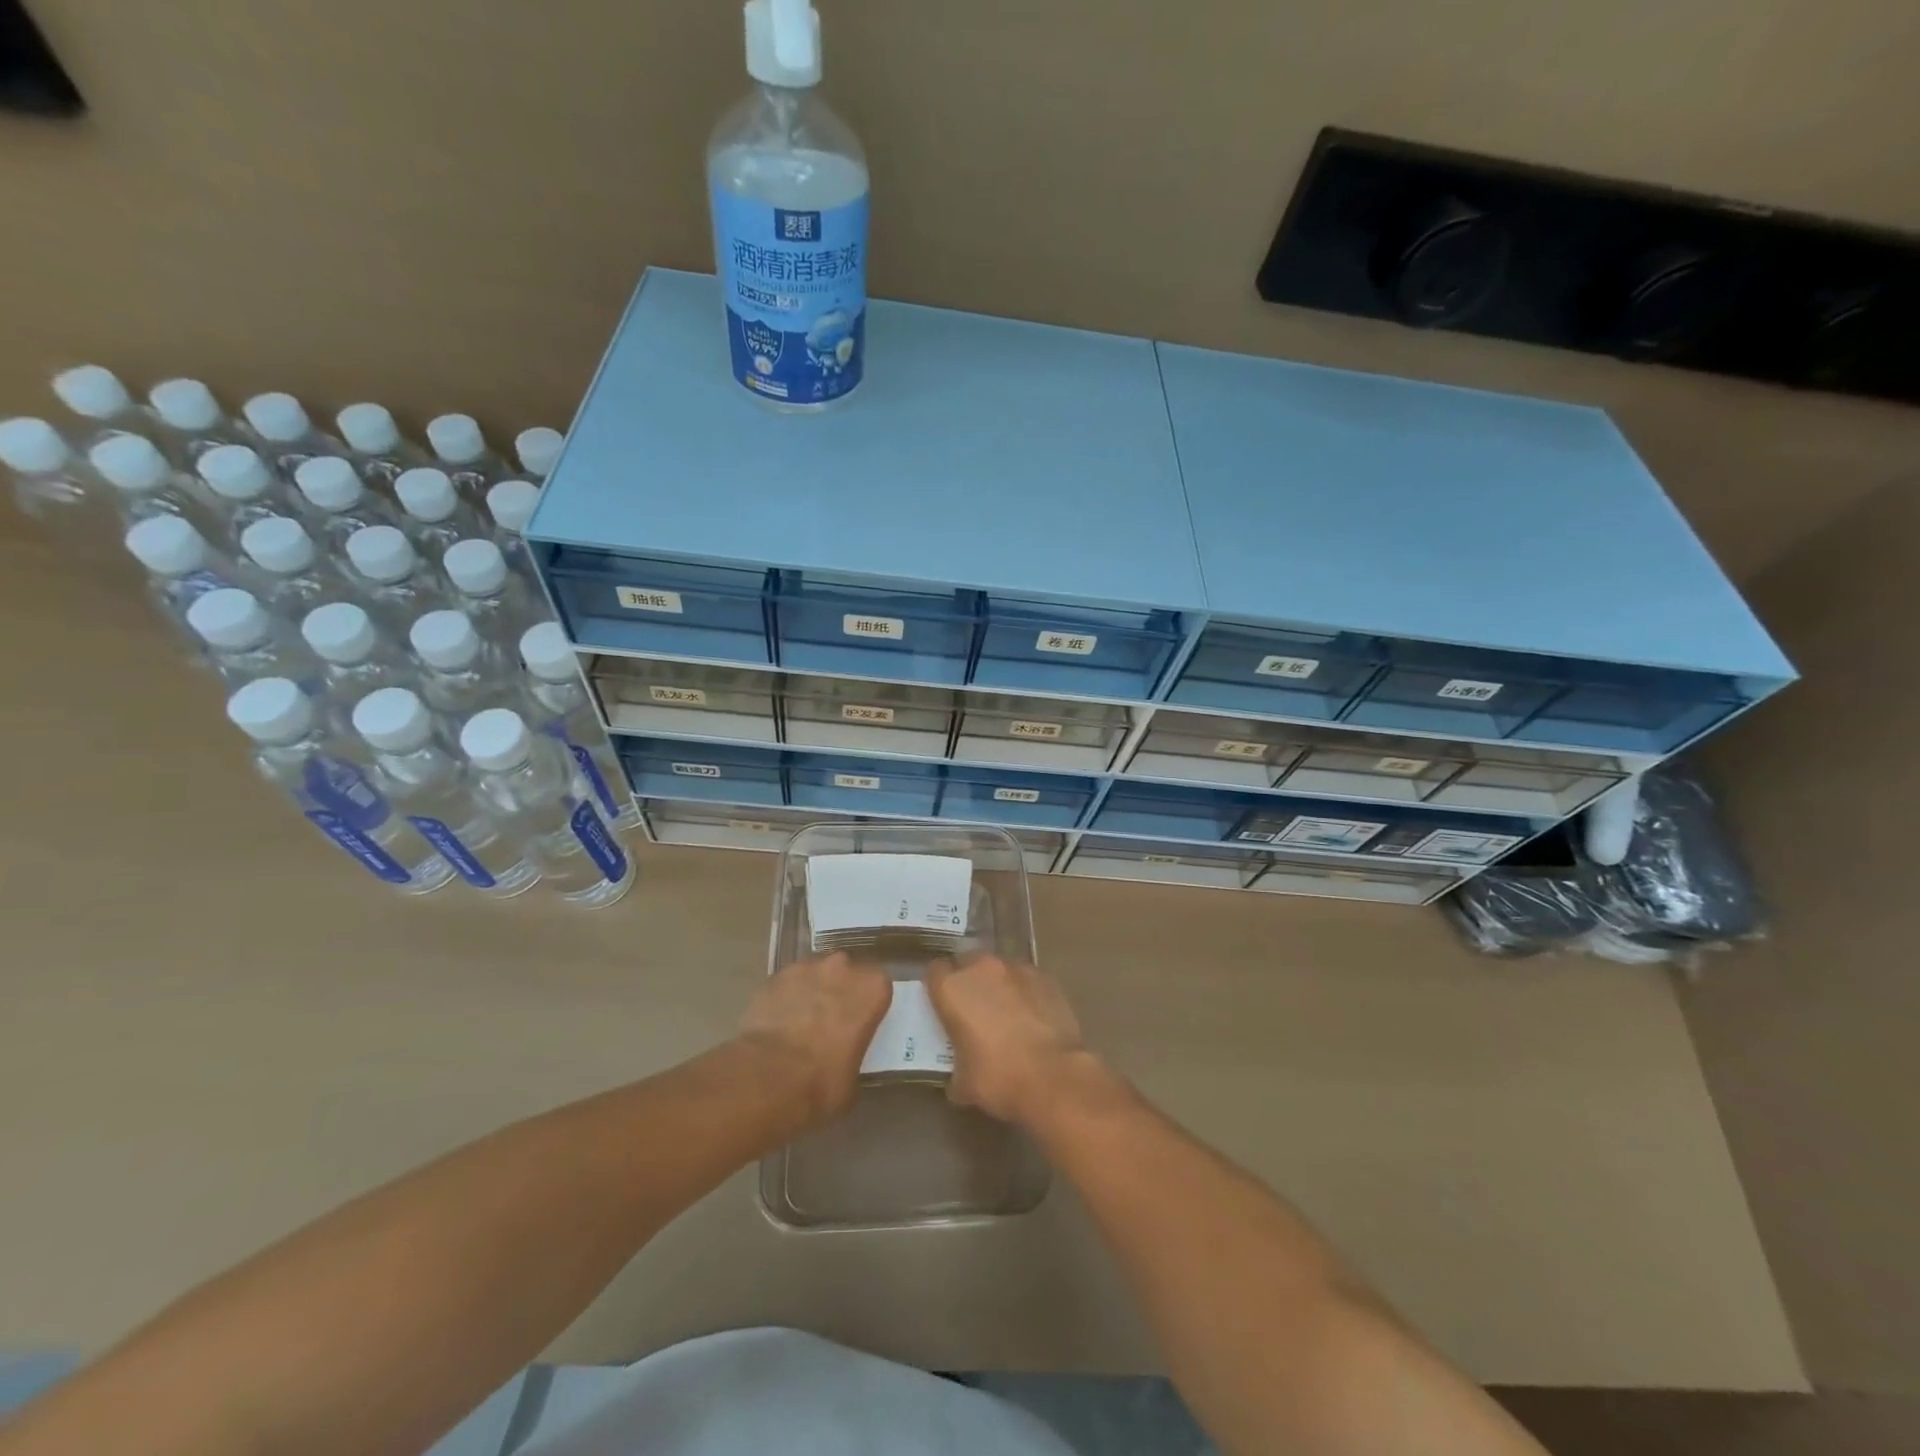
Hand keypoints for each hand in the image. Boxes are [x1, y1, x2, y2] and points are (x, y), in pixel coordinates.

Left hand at [739, 953, 892, 1127]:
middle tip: (832, 1023)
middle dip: (841, 993)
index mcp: (872, 989)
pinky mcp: (775, 976)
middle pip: (847, 974)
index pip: (879, 987)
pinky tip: (778, 1023)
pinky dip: (786, 998)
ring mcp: (807, 968)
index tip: (861, 1023)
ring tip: (800, 1024)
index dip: (869, 1005)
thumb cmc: (822, 1082)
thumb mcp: (853, 1080)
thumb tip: (843, 1062)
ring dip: (813, 992)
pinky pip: (788, 984)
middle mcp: (843, 968)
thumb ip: (854, 1057)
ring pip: (816, 975)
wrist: (767, 1077)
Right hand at [926, 955, 1090, 1125]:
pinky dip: (1025, 992)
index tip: (943, 1006)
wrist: (1054, 1077)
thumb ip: (955, 1069)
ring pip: (999, 969)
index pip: (935, 972)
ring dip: (998, 985)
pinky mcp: (1045, 978)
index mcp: (952, 988)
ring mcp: (1016, 969)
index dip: (938, 988)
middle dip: (969, 982)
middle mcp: (982, 969)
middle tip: (974, 1010)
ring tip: (1007, 1013)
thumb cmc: (998, 1078)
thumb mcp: (963, 1084)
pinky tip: (1032, 1017)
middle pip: (968, 963)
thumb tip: (959, 1078)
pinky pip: (1027, 980)